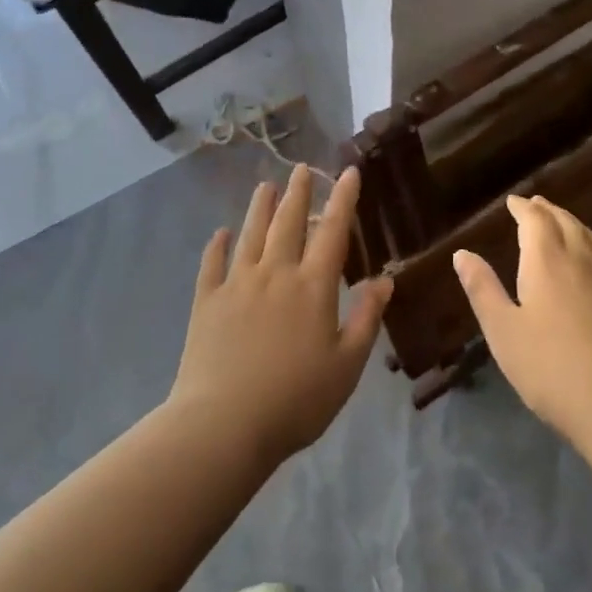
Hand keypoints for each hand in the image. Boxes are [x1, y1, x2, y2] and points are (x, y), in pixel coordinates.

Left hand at [170, 164, 392, 465]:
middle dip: (298, 192)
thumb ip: (366, 319)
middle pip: (288, 222)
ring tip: (266, 185)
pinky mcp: (206, 301)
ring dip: (260, 207)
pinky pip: (212, 263)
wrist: (224, 423)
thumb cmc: (296, 400)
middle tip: (302, 168)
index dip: (343, 199)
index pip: (333, 231)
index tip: (349, 172)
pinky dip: (217, 245)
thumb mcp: (347, 365)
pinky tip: (220, 233)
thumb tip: (385, 280)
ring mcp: (237, 284)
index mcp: (313, 287)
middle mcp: (275, 273)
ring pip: (251, 234)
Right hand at [453, 194, 591, 443]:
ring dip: (571, 222)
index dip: (523, 208)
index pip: (535, 221)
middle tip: (534, 204)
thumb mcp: (503, 331)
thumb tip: (462, 253)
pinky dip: (590, 241)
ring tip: (561, 221)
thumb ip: (483, 288)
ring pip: (589, 236)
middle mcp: (580, 261)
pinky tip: (590, 257)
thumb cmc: (550, 368)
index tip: (512, 202)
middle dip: (548, 210)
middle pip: (566, 223)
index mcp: (547, 262)